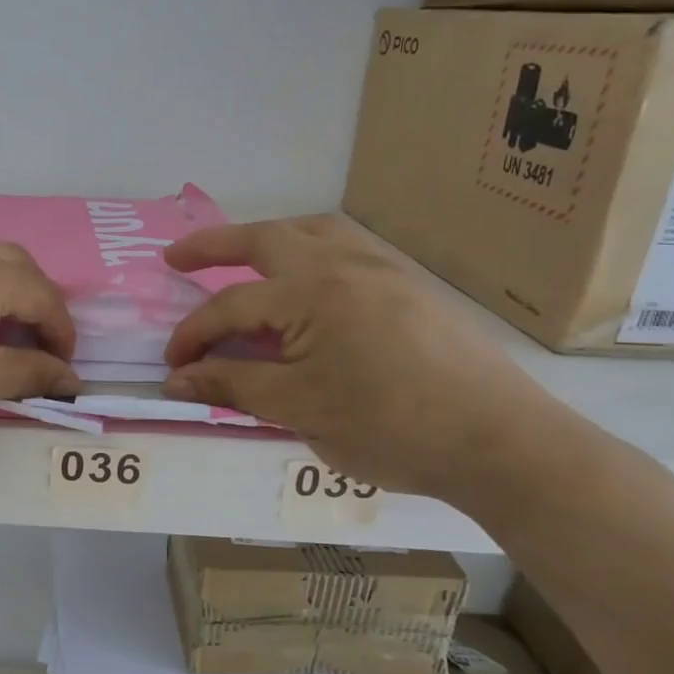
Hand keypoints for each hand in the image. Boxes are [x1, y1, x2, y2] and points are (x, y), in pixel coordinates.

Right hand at [162, 215, 563, 502]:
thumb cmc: (391, 427)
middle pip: (265, 238)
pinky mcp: (410, 286)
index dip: (192, 335)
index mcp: (312, 292)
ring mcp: (383, 269)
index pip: (231, 306)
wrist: (502, 442)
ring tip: (241, 258)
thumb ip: (232, 385)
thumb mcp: (298, 409)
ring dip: (267, 239)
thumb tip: (176, 379)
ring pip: (312, 232)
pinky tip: (305, 285)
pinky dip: (308, 252)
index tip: (171, 367)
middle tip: (176, 258)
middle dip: (213, 245)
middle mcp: (345, 264)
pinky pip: (345, 249)